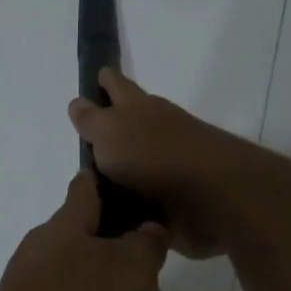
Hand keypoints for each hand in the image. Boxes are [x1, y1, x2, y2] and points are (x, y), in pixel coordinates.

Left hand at [0, 171, 168, 290]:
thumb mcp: (133, 268)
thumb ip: (144, 245)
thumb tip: (144, 230)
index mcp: (61, 230)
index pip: (83, 191)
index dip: (103, 182)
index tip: (122, 179)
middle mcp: (39, 262)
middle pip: (80, 247)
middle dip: (115, 258)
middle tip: (155, 273)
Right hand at [68, 69, 249, 256]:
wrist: (212, 196)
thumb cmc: (153, 154)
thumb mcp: (109, 131)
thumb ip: (91, 119)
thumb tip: (78, 102)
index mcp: (138, 107)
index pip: (116, 85)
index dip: (105, 80)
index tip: (97, 75)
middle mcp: (155, 130)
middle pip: (128, 123)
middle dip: (111, 126)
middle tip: (85, 141)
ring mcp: (169, 165)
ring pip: (137, 162)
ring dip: (121, 170)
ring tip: (92, 186)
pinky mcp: (176, 199)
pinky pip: (146, 197)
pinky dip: (133, 203)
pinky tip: (114, 215)